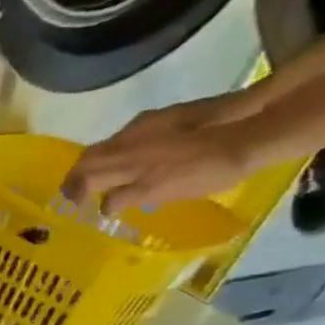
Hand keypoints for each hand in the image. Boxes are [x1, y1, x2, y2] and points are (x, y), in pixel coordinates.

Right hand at [61, 93, 272, 212]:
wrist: (253, 129)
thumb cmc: (215, 170)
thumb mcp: (171, 193)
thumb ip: (134, 196)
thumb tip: (108, 203)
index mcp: (131, 170)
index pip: (91, 183)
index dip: (83, 196)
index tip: (84, 207)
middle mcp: (128, 147)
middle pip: (88, 162)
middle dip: (74, 180)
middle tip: (72, 193)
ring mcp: (141, 129)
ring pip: (101, 149)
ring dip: (90, 164)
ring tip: (93, 176)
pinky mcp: (157, 118)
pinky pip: (122, 137)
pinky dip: (115, 151)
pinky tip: (129, 157)